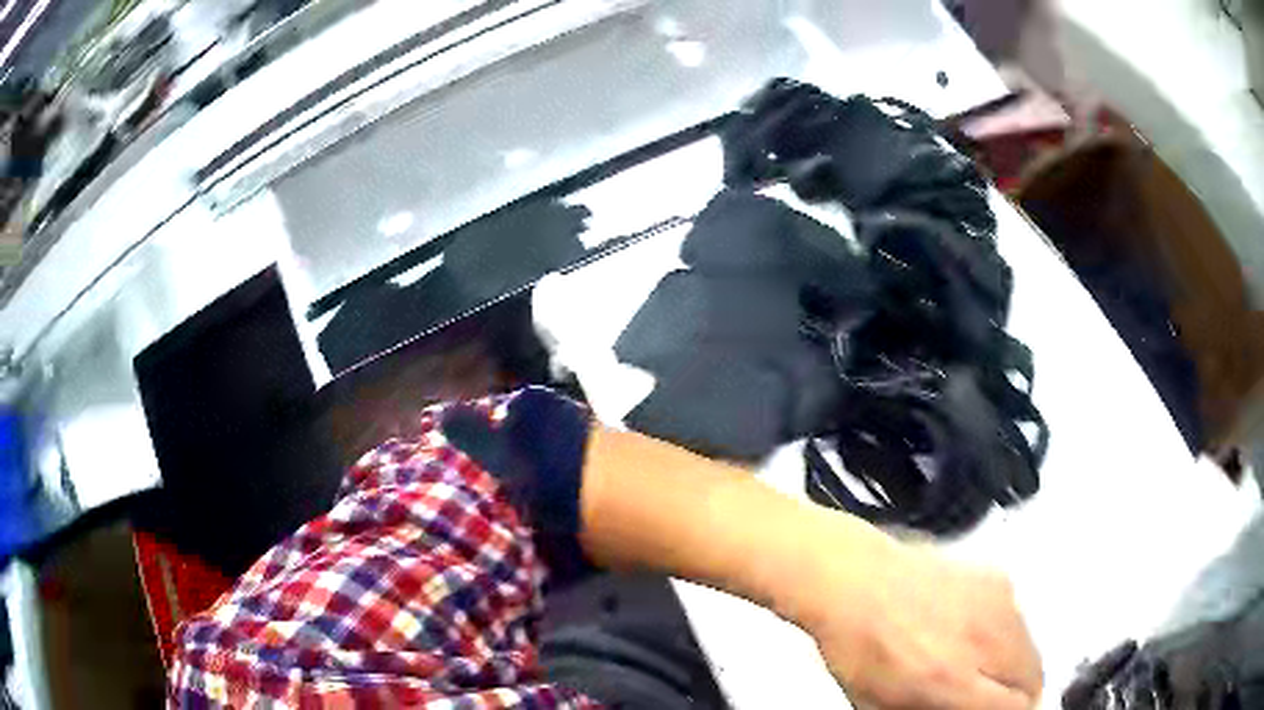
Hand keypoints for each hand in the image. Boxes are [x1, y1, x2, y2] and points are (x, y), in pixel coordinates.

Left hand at [793, 519, 1042, 708]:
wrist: (853, 580)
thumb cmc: (857, 649)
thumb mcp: (880, 705)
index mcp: (952, 680)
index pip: (1016, 706)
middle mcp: (984, 640)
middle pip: (1033, 676)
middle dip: (1019, 694)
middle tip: (995, 698)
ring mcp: (996, 602)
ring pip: (1031, 645)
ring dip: (1018, 664)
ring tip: (986, 668)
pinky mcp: (996, 576)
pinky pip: (1019, 615)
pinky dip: (1009, 633)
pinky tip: (978, 634)